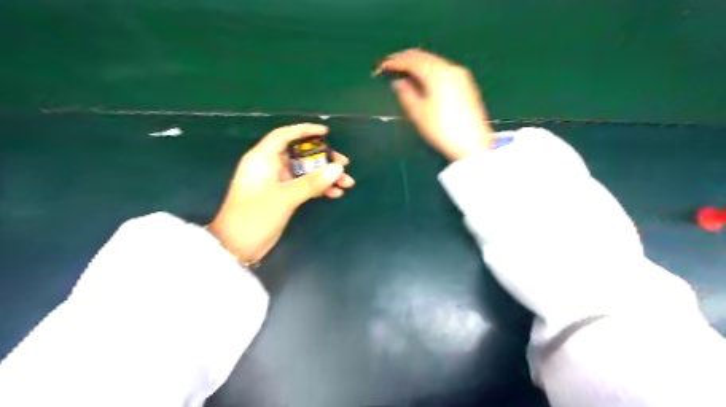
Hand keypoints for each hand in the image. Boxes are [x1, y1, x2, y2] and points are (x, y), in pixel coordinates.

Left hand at [207, 122, 354, 263]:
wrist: (237, 248)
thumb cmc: (254, 216)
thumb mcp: (284, 197)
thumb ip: (312, 182)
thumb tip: (338, 168)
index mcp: (262, 159)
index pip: (284, 136)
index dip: (304, 131)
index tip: (326, 133)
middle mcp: (270, 167)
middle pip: (301, 155)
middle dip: (323, 159)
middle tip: (344, 164)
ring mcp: (278, 183)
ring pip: (306, 172)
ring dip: (325, 176)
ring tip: (347, 182)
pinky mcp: (283, 196)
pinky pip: (305, 186)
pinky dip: (319, 188)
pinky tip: (335, 194)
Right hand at [378, 48, 496, 160]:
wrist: (473, 144)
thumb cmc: (442, 130)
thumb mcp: (418, 113)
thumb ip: (406, 93)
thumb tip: (398, 82)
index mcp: (437, 73)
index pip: (412, 60)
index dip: (395, 62)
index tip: (382, 66)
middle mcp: (450, 68)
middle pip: (424, 57)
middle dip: (406, 59)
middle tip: (390, 64)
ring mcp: (460, 75)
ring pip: (434, 62)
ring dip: (418, 64)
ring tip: (404, 71)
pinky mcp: (466, 84)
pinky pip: (442, 69)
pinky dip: (429, 70)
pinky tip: (422, 78)